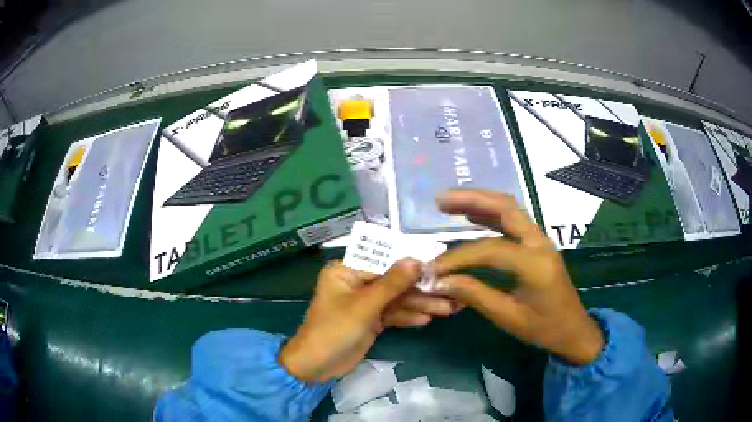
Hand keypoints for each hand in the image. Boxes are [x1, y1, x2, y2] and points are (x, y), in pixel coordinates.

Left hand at [280, 260, 458, 382]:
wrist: (316, 366)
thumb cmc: (334, 330)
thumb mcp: (364, 306)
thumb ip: (392, 284)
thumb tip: (416, 260)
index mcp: (347, 270)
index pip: (385, 262)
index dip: (413, 265)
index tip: (440, 267)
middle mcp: (356, 282)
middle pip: (394, 283)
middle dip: (421, 290)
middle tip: (451, 292)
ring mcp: (364, 303)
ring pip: (397, 300)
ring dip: (421, 305)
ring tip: (450, 307)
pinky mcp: (370, 320)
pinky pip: (393, 314)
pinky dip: (408, 317)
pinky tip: (428, 319)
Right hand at [432, 189, 603, 364]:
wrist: (573, 329)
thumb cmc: (544, 328)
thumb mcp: (509, 318)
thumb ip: (475, 295)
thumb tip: (440, 281)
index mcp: (535, 264)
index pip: (490, 250)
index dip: (458, 257)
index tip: (433, 268)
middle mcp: (540, 243)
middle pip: (505, 208)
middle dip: (471, 200)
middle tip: (440, 200)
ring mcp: (541, 239)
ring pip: (509, 208)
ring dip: (480, 201)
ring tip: (449, 202)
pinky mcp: (538, 243)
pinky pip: (513, 219)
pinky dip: (490, 213)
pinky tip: (471, 217)